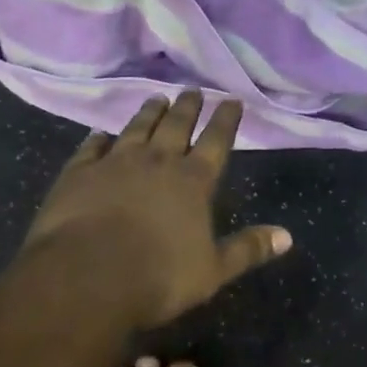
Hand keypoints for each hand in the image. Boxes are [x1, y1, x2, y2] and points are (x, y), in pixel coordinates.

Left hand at [23, 90, 291, 327]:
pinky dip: (98, 138)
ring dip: (148, 112)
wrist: (86, 277)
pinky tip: (99, 133)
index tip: (232, 99)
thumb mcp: (212, 271)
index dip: (226, 119)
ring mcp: (115, 162)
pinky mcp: (79, 172)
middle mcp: (157, 161)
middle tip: (193, 89)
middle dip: (188, 106)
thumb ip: (248, 249)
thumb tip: (287, 236)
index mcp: (193, 180)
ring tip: (157, 98)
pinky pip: (91, 148)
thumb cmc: (158, 277)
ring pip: (137, 128)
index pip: (216, 140)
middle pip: (176, 125)